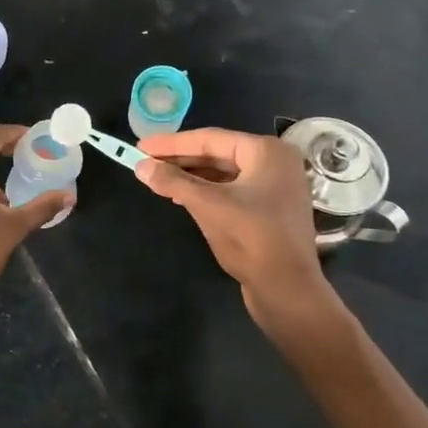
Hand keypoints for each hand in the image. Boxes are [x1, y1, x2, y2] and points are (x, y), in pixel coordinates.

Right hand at [135, 128, 340, 330]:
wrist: (287, 288)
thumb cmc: (250, 238)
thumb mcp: (206, 204)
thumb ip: (172, 181)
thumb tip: (141, 166)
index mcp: (266, 151)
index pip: (209, 139)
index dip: (171, 143)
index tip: (141, 146)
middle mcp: (275, 162)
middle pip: (217, 154)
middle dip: (180, 160)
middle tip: (146, 162)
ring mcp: (276, 186)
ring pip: (224, 173)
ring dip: (191, 177)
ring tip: (158, 180)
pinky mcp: (271, 209)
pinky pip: (233, 190)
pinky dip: (207, 192)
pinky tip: (183, 197)